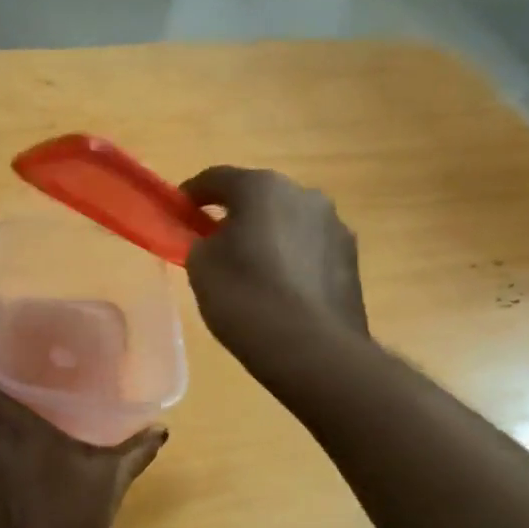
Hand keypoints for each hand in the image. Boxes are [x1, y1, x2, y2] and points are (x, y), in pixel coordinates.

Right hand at [181, 167, 367, 365]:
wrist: (312, 349)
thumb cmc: (246, 298)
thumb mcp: (201, 268)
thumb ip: (202, 243)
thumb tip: (214, 241)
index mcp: (262, 187)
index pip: (217, 178)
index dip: (191, 194)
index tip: (177, 213)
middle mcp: (304, 194)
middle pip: (260, 198)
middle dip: (235, 216)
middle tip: (215, 245)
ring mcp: (334, 226)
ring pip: (289, 224)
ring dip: (268, 238)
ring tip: (252, 272)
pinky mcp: (351, 260)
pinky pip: (309, 251)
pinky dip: (291, 262)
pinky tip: (281, 291)